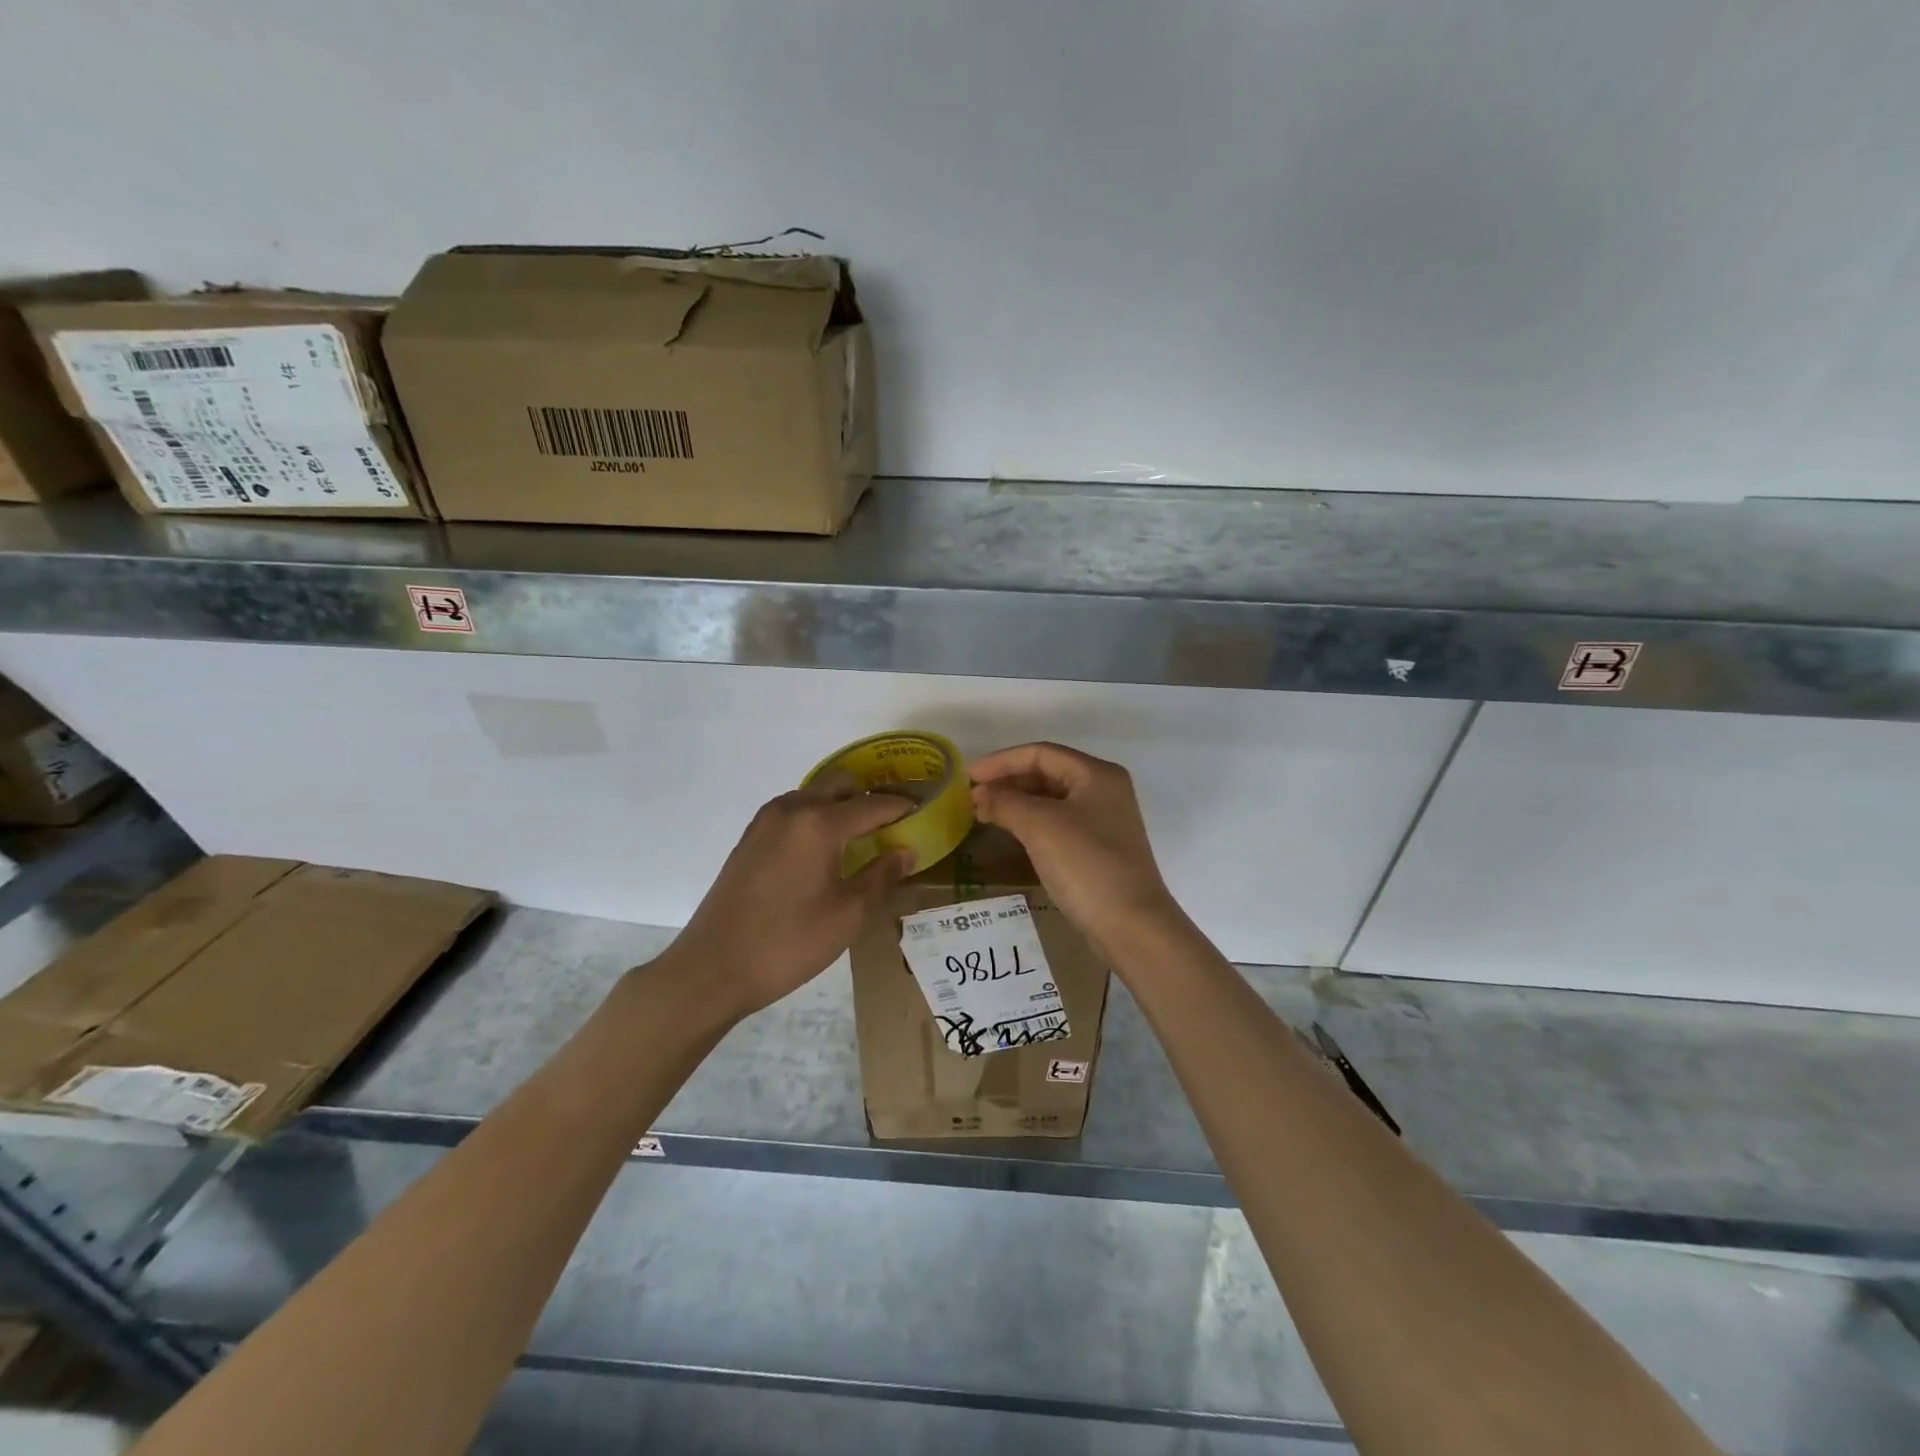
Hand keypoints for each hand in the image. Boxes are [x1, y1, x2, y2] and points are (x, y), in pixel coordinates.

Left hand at [670, 774, 912, 1017]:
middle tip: (892, 820)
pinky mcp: (750, 838)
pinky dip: (816, 816)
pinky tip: (824, 848)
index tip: (923, 810)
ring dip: (840, 804)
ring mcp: (765, 822)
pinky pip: (793, 811)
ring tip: (861, 835)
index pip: (872, 805)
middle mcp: (791, 810)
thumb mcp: (847, 916)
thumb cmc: (788, 943)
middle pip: (840, 784)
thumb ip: (881, 877)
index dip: (901, 807)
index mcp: (819, 824)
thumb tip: (906, 852)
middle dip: (869, 796)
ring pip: (813, 794)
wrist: (712, 968)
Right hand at [969, 742, 1180, 954]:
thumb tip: (980, 795)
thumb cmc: (1086, 865)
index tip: (968, 776)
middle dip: (1008, 781)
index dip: (1001, 761)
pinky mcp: (1099, 847)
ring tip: (984, 813)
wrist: (1131, 925)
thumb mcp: (1040, 827)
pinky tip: (1010, 832)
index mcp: (1096, 774)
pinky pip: (1058, 822)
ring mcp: (1104, 820)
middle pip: (1047, 773)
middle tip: (972, 797)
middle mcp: (1104, 790)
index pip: (1040, 753)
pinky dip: (1031, 822)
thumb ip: (1005, 803)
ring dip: (1017, 802)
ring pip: (1052, 799)